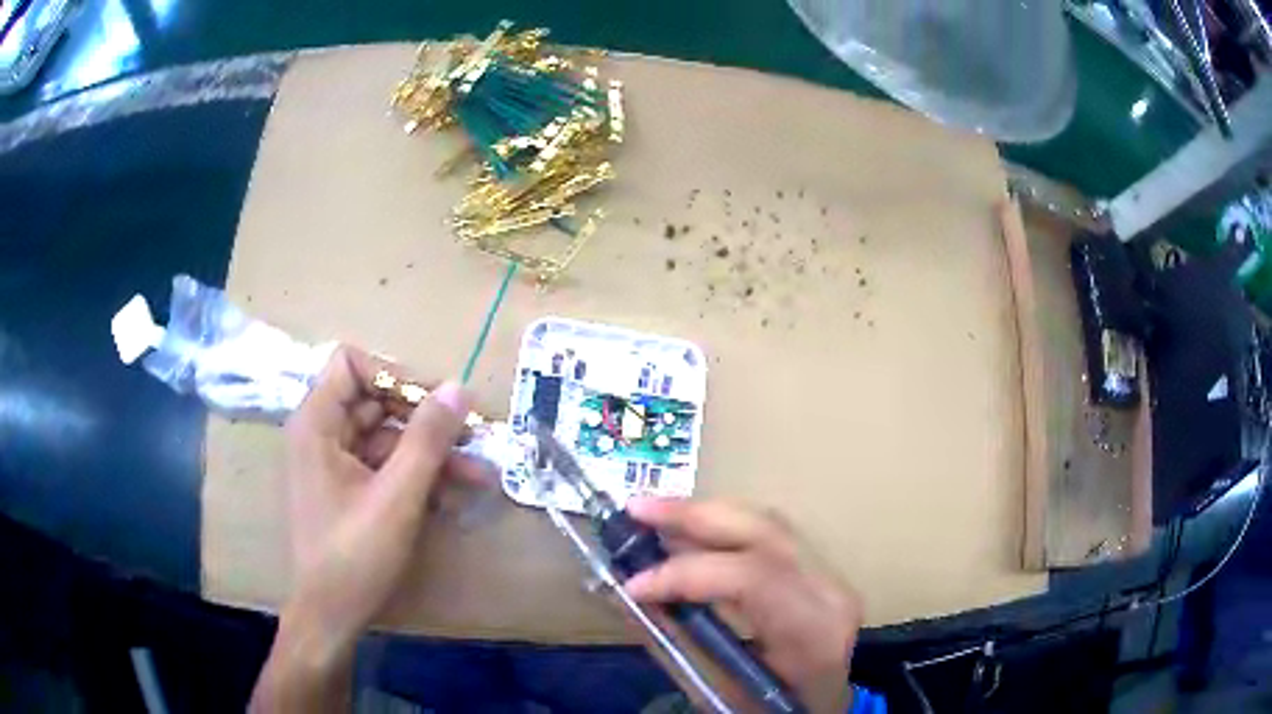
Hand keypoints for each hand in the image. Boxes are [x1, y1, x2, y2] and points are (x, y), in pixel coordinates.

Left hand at [252, 346, 486, 711]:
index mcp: (317, 423)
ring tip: (477, 475)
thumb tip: (458, 389)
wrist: (331, 615)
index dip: (395, 375)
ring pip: (387, 437)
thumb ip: (427, 439)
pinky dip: (416, 476)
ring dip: (430, 453)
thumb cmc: (354, 554)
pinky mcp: (348, 488)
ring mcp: (334, 462)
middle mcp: (321, 433)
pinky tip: (451, 497)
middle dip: (425, 420)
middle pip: (376, 401)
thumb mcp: (397, 496)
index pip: (353, 365)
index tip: (436, 404)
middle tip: (471, 438)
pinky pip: (385, 466)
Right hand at [623, 498, 861, 711]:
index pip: (755, 578)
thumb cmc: (772, 711)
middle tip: (636, 509)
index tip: (633, 585)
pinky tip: (687, 528)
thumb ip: (676, 644)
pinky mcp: (820, 571)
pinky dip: (722, 527)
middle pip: (766, 532)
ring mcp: (830, 576)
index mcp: (813, 632)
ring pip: (767, 523)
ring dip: (705, 514)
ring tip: (652, 511)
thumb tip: (627, 596)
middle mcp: (829, 593)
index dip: (688, 573)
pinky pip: (768, 535)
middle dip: (694, 516)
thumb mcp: (722, 693)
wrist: (822, 708)